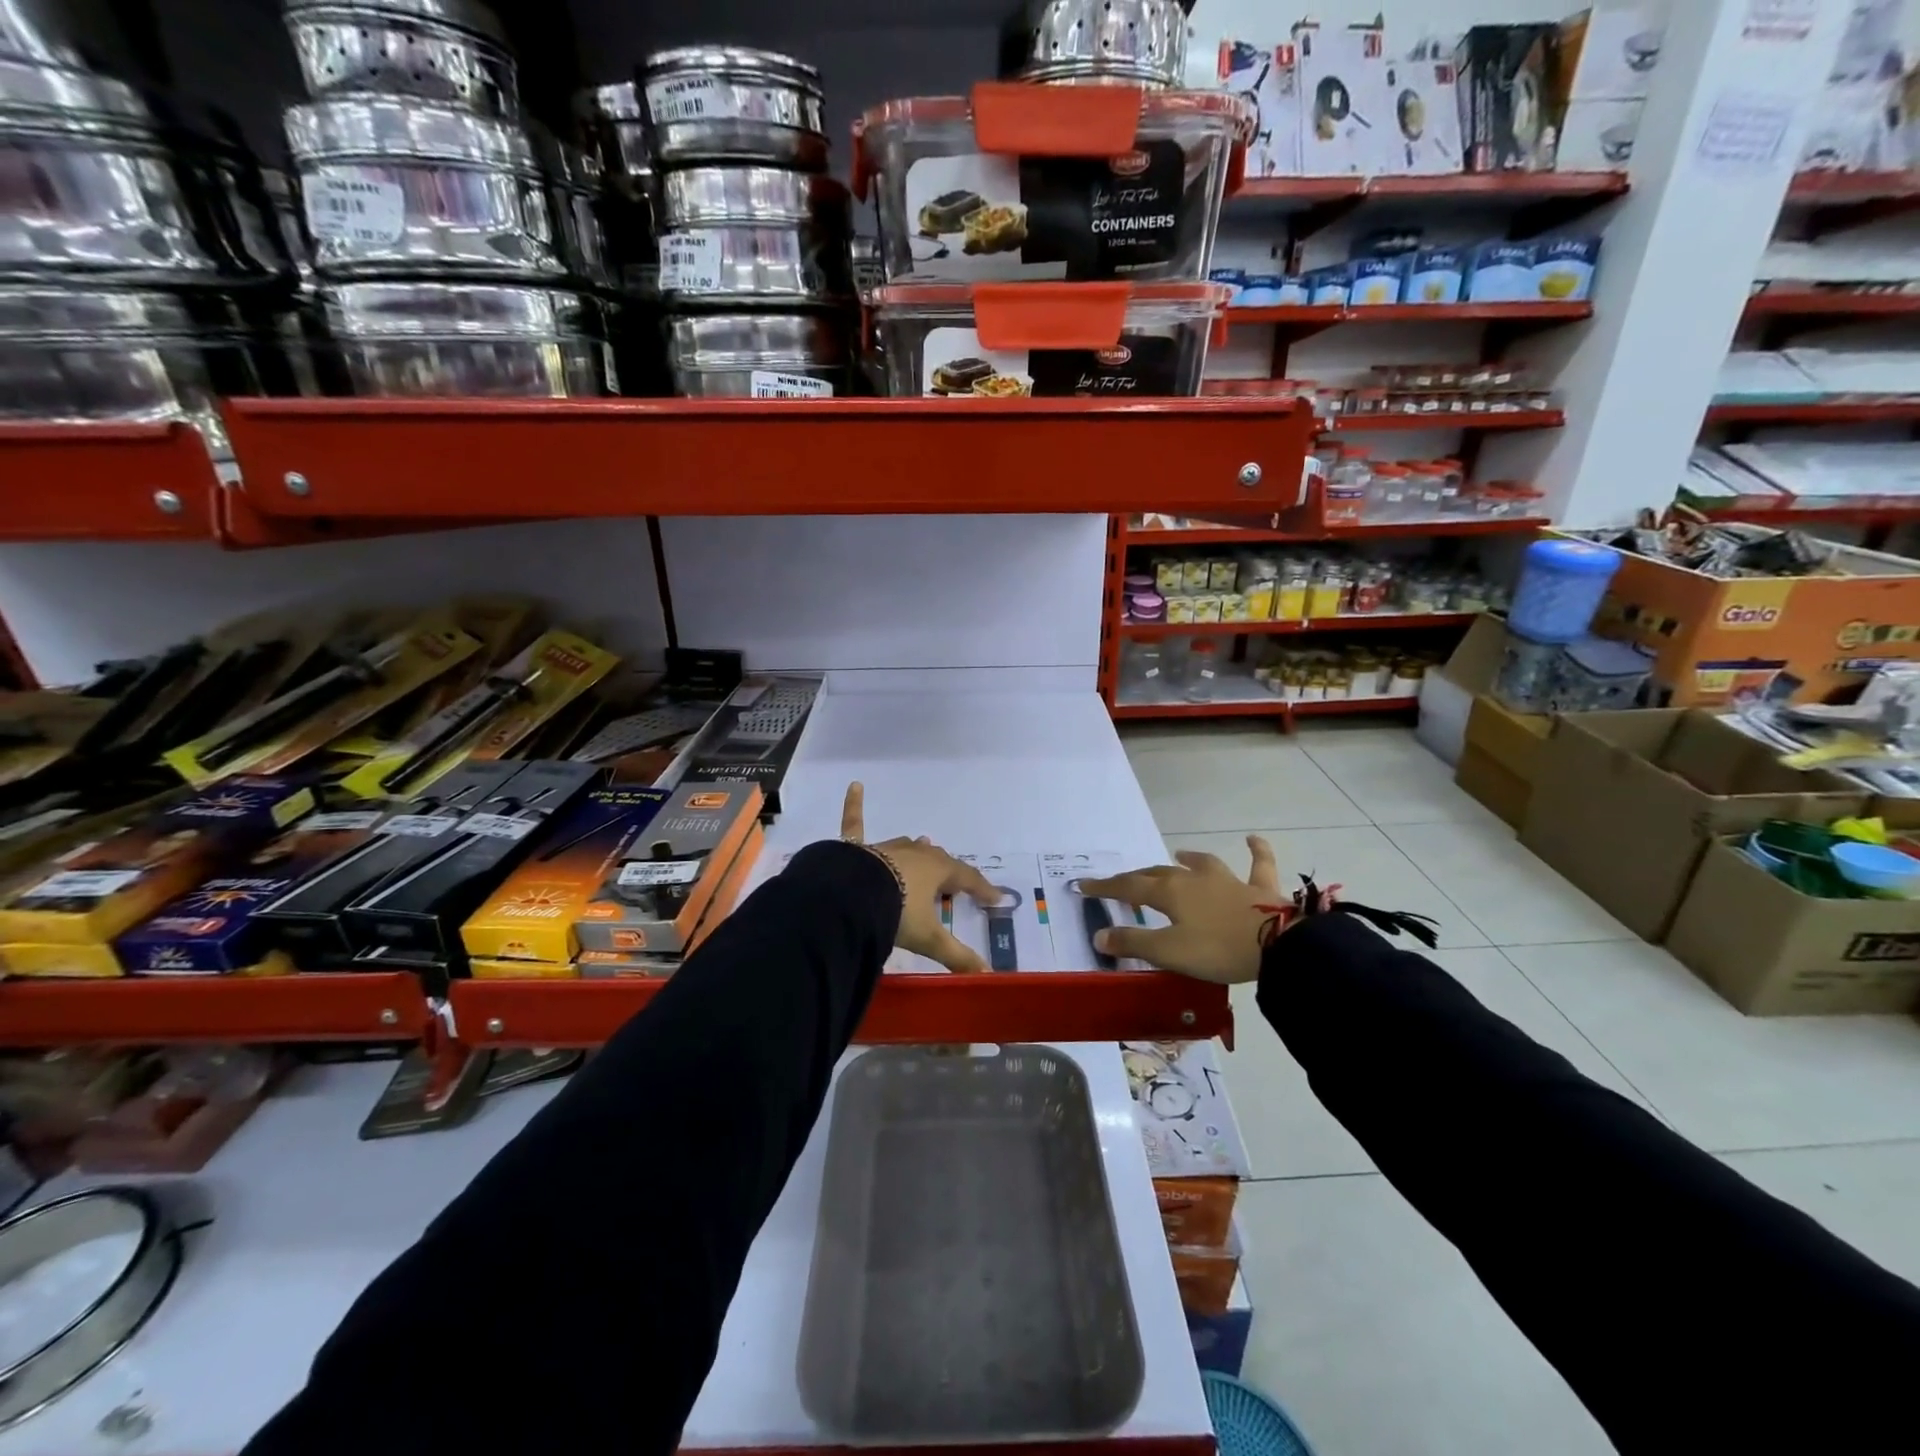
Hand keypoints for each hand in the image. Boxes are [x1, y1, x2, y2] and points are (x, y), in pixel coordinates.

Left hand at [839, 782, 1000, 972]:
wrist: (852, 898)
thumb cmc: (896, 914)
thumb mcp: (929, 938)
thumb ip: (957, 956)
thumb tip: (986, 976)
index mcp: (938, 871)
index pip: (967, 878)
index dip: (982, 889)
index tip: (995, 898)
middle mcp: (916, 854)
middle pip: (939, 861)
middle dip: (949, 872)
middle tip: (956, 883)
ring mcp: (887, 848)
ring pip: (909, 846)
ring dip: (919, 850)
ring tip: (927, 845)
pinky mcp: (858, 848)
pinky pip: (855, 823)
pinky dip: (854, 805)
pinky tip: (854, 785)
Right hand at [1079, 836, 1282, 984]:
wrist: (1278, 945)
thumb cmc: (1218, 949)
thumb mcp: (1170, 952)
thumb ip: (1134, 942)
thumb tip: (1099, 934)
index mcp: (1170, 893)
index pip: (1129, 887)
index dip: (1106, 887)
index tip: (1083, 885)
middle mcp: (1194, 879)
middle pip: (1159, 873)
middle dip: (1138, 876)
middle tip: (1123, 882)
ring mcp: (1228, 881)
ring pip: (1202, 864)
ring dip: (1188, 859)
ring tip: (1179, 854)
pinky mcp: (1259, 889)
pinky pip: (1257, 864)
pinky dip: (1256, 851)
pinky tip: (1252, 839)